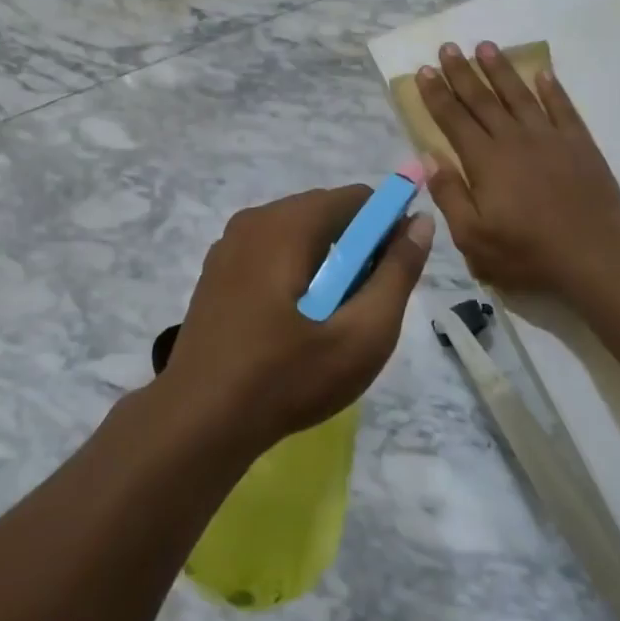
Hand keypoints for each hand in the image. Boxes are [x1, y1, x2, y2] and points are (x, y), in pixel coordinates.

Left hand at [165, 187, 434, 453]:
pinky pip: (270, 254)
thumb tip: (420, 221)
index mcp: (288, 223)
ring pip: (297, 235)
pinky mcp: (216, 272)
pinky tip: (292, 324)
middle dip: (355, 249)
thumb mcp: (361, 334)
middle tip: (362, 306)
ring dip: (325, 264)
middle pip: (326, 213)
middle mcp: (255, 220)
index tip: (392, 274)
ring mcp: (228, 245)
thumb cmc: (287, 377)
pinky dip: (293, 273)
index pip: (357, 199)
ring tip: (329, 320)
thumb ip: (397, 273)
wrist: (198, 422)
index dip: (387, 228)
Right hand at [414, 41, 619, 299]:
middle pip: (482, 99)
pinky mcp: (579, 144)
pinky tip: (543, 73)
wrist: (597, 257)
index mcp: (485, 161)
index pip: (454, 119)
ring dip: (500, 69)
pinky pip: (562, 107)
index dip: (436, 94)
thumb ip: (449, 194)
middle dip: (461, 72)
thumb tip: (429, 156)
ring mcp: (550, 137)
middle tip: (447, 47)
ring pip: (519, 94)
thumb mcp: (474, 238)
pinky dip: (551, 88)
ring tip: (485, 46)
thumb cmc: (529, 253)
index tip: (423, 70)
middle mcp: (514, 139)